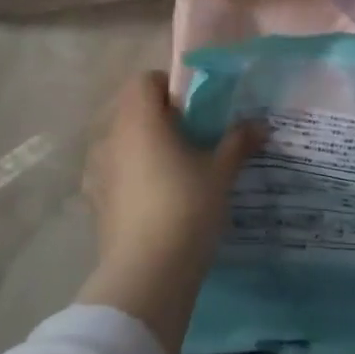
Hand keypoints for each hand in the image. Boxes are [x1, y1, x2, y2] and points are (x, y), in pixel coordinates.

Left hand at [79, 73, 258, 353]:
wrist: (148, 273)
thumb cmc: (186, 207)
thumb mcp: (221, 172)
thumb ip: (238, 142)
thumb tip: (260, 124)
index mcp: (138, 119)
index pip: (145, 80)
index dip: (170, 87)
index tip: (195, 109)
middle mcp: (110, 137)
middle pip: (131, 111)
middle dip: (160, 119)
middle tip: (192, 138)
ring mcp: (97, 171)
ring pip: (121, 143)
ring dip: (144, 148)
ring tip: (175, 171)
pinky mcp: (95, 202)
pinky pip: (114, 174)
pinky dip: (132, 177)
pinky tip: (156, 200)